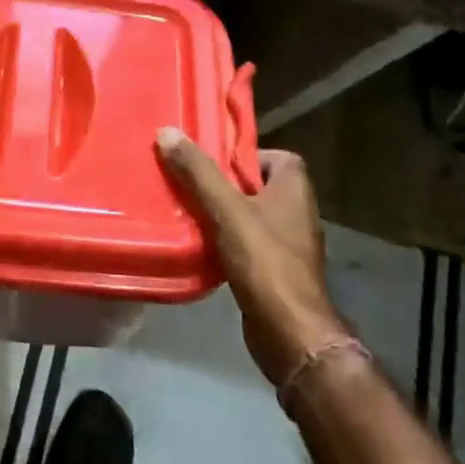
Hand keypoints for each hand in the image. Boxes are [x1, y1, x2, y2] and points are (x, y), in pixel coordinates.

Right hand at [157, 129, 350, 386]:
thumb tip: (167, 131)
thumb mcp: (227, 210)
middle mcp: (296, 212)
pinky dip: (224, 241)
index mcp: (294, 189)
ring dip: (220, 213)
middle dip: (223, 184)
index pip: (275, 156)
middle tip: (187, 182)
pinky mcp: (275, 271)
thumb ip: (199, 172)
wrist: (289, 332)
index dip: (243, 155)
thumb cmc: (264, 261)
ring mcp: (288, 244)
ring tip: (184, 210)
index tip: (210, 161)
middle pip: (256, 185)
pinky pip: (246, 243)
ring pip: (248, 216)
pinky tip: (197, 245)